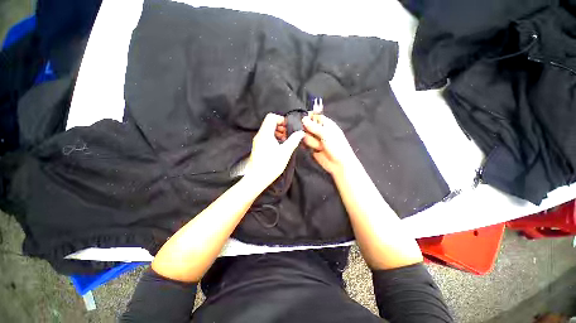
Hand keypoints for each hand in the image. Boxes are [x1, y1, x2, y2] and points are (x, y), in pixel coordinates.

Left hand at [246, 113, 303, 187]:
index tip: (289, 128)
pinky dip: (274, 138)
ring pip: (268, 130)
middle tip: (289, 135)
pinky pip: (267, 137)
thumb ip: (293, 140)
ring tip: (286, 142)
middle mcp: (260, 135)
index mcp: (265, 133)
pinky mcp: (258, 147)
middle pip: (270, 123)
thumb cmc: (271, 165)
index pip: (271, 117)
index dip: (281, 119)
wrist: (257, 178)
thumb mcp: (285, 152)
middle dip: (281, 127)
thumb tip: (300, 133)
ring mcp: (258, 141)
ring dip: (278, 133)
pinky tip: (280, 147)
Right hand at [302, 113, 355, 175]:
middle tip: (315, 137)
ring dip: (311, 142)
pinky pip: (304, 144)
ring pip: (305, 136)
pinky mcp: (311, 148)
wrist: (338, 164)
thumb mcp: (326, 134)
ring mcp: (315, 140)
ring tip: (319, 147)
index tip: (304, 121)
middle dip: (308, 131)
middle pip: (307, 126)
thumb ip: (314, 126)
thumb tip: (304, 119)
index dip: (309, 118)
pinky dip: (306, 146)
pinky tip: (311, 149)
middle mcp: (320, 131)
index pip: (315, 117)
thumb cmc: (336, 147)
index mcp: (326, 124)